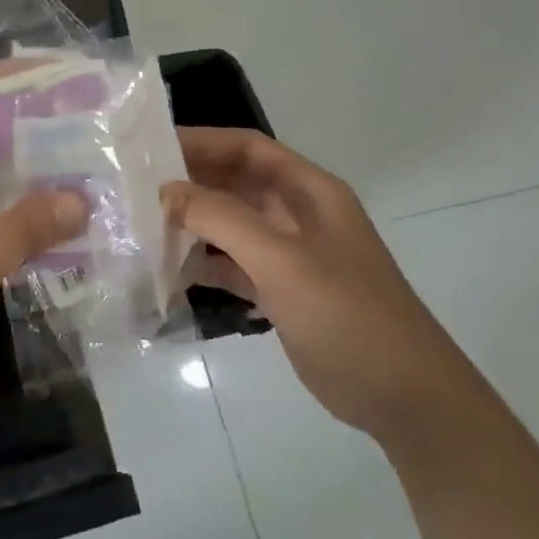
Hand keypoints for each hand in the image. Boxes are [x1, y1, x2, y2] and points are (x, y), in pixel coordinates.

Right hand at [162, 127, 473, 437]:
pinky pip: (233, 265)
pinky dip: (203, 264)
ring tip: (140, 228)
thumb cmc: (348, 316)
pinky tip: (167, 272)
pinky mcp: (281, 292)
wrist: (405, 398)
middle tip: (133, 189)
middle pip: (235, 183)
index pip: (248, 148)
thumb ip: (223, 219)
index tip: (149, 148)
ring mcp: (290, 255)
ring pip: (230, 225)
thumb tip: (166, 190)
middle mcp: (298, 215)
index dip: (201, 141)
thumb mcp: (283, 261)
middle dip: (189, 183)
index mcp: (309, 192)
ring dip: (191, 224)